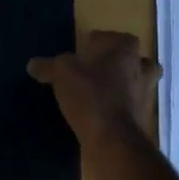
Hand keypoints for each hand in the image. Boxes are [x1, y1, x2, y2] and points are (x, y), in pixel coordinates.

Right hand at [28, 31, 160, 179]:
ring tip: (97, 94)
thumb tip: (33, 64)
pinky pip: (130, 109)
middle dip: (121, 64)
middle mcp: (141, 71)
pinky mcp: (141, 122)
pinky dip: (118, 110)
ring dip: (121, 87)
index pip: (119, 38)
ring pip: (136, 86)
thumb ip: (49, 66)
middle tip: (99, 69)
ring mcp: (145, 97)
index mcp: (126, 51)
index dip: (102, 41)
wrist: (113, 141)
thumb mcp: (62, 74)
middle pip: (137, 61)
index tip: (86, 48)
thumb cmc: (91, 96)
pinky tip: (98, 115)